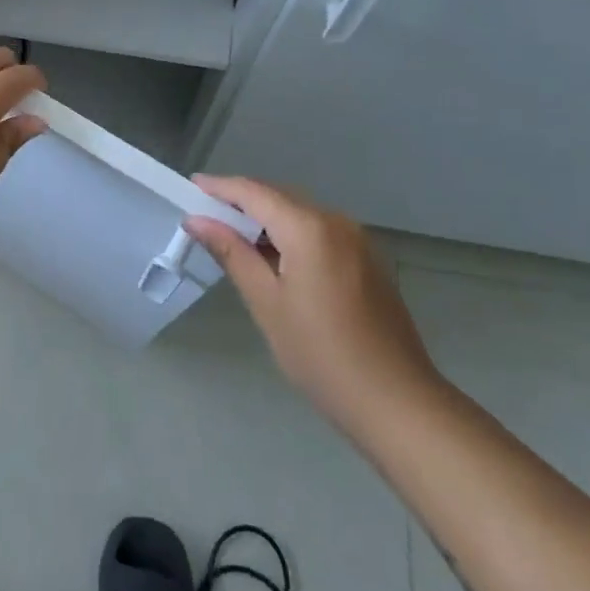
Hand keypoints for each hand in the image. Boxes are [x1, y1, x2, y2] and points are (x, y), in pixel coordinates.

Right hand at [184, 176, 444, 438]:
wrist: (398, 403)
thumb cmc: (322, 355)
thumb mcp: (267, 304)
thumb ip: (232, 253)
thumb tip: (197, 220)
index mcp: (309, 228)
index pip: (254, 193)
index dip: (220, 187)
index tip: (191, 187)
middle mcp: (336, 222)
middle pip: (279, 197)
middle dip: (242, 202)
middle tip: (206, 216)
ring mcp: (357, 240)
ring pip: (300, 214)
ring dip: (267, 220)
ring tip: (234, 239)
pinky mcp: (368, 260)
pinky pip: (320, 232)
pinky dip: (292, 235)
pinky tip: (276, 260)